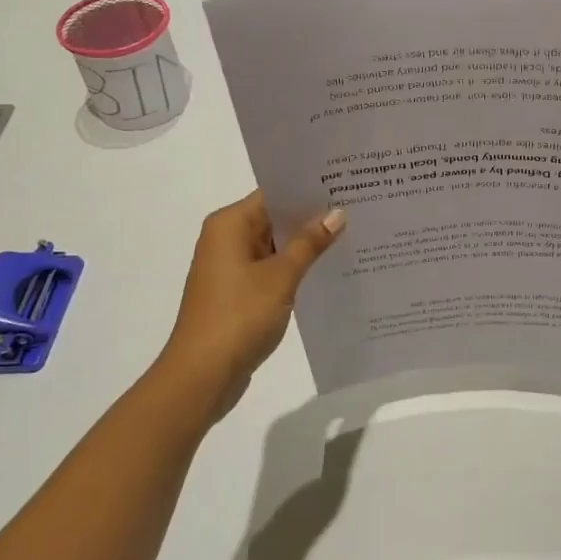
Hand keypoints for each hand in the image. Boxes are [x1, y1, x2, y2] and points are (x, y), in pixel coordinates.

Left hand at [152, 191, 343, 420]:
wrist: (202, 375)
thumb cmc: (239, 316)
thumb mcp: (281, 276)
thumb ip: (309, 243)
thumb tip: (336, 213)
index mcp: (230, 225)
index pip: (274, 193)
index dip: (309, 189)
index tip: (345, 184)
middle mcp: (226, 239)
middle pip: (275, 217)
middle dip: (312, 216)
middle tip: (358, 207)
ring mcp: (231, 267)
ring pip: (276, 244)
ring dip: (306, 244)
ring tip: (353, 234)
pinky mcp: (238, 292)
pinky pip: (271, 268)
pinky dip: (295, 267)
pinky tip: (328, 269)